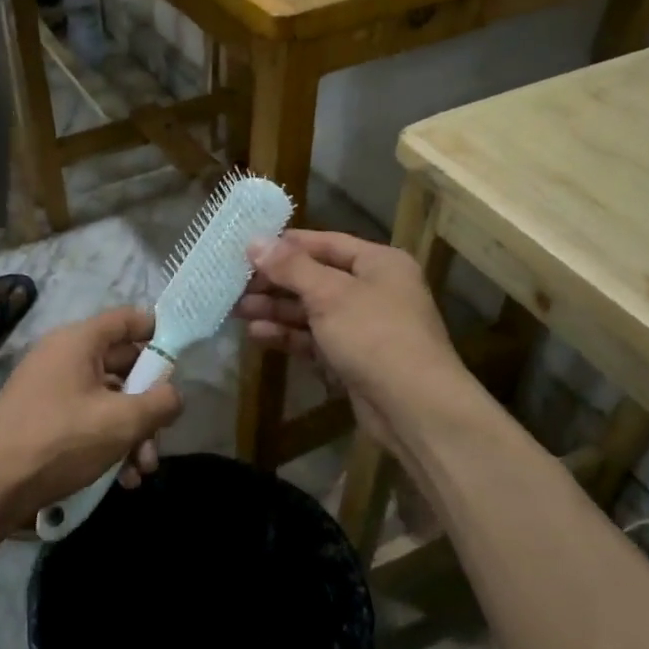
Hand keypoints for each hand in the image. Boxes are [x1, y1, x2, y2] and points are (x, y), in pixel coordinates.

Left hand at [0, 307, 182, 526]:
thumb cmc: (58, 442)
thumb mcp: (121, 422)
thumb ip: (159, 402)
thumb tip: (174, 394)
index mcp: (78, 341)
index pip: (128, 319)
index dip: (159, 333)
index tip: (182, 360)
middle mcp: (63, 356)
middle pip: (122, 365)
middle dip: (148, 404)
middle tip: (162, 438)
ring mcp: (50, 388)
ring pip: (107, 399)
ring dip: (132, 432)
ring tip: (141, 471)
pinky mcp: (42, 418)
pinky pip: (86, 419)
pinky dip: (107, 442)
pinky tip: (120, 479)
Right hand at [235, 231, 467, 460]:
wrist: (414, 407)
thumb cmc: (374, 335)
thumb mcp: (329, 294)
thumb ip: (290, 267)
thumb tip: (254, 241)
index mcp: (379, 263)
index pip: (325, 243)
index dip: (286, 245)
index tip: (246, 249)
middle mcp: (374, 289)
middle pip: (315, 278)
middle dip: (275, 282)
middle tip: (234, 284)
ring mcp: (364, 327)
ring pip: (312, 311)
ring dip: (276, 310)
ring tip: (237, 310)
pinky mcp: (353, 359)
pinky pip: (315, 339)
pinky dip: (289, 336)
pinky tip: (258, 335)